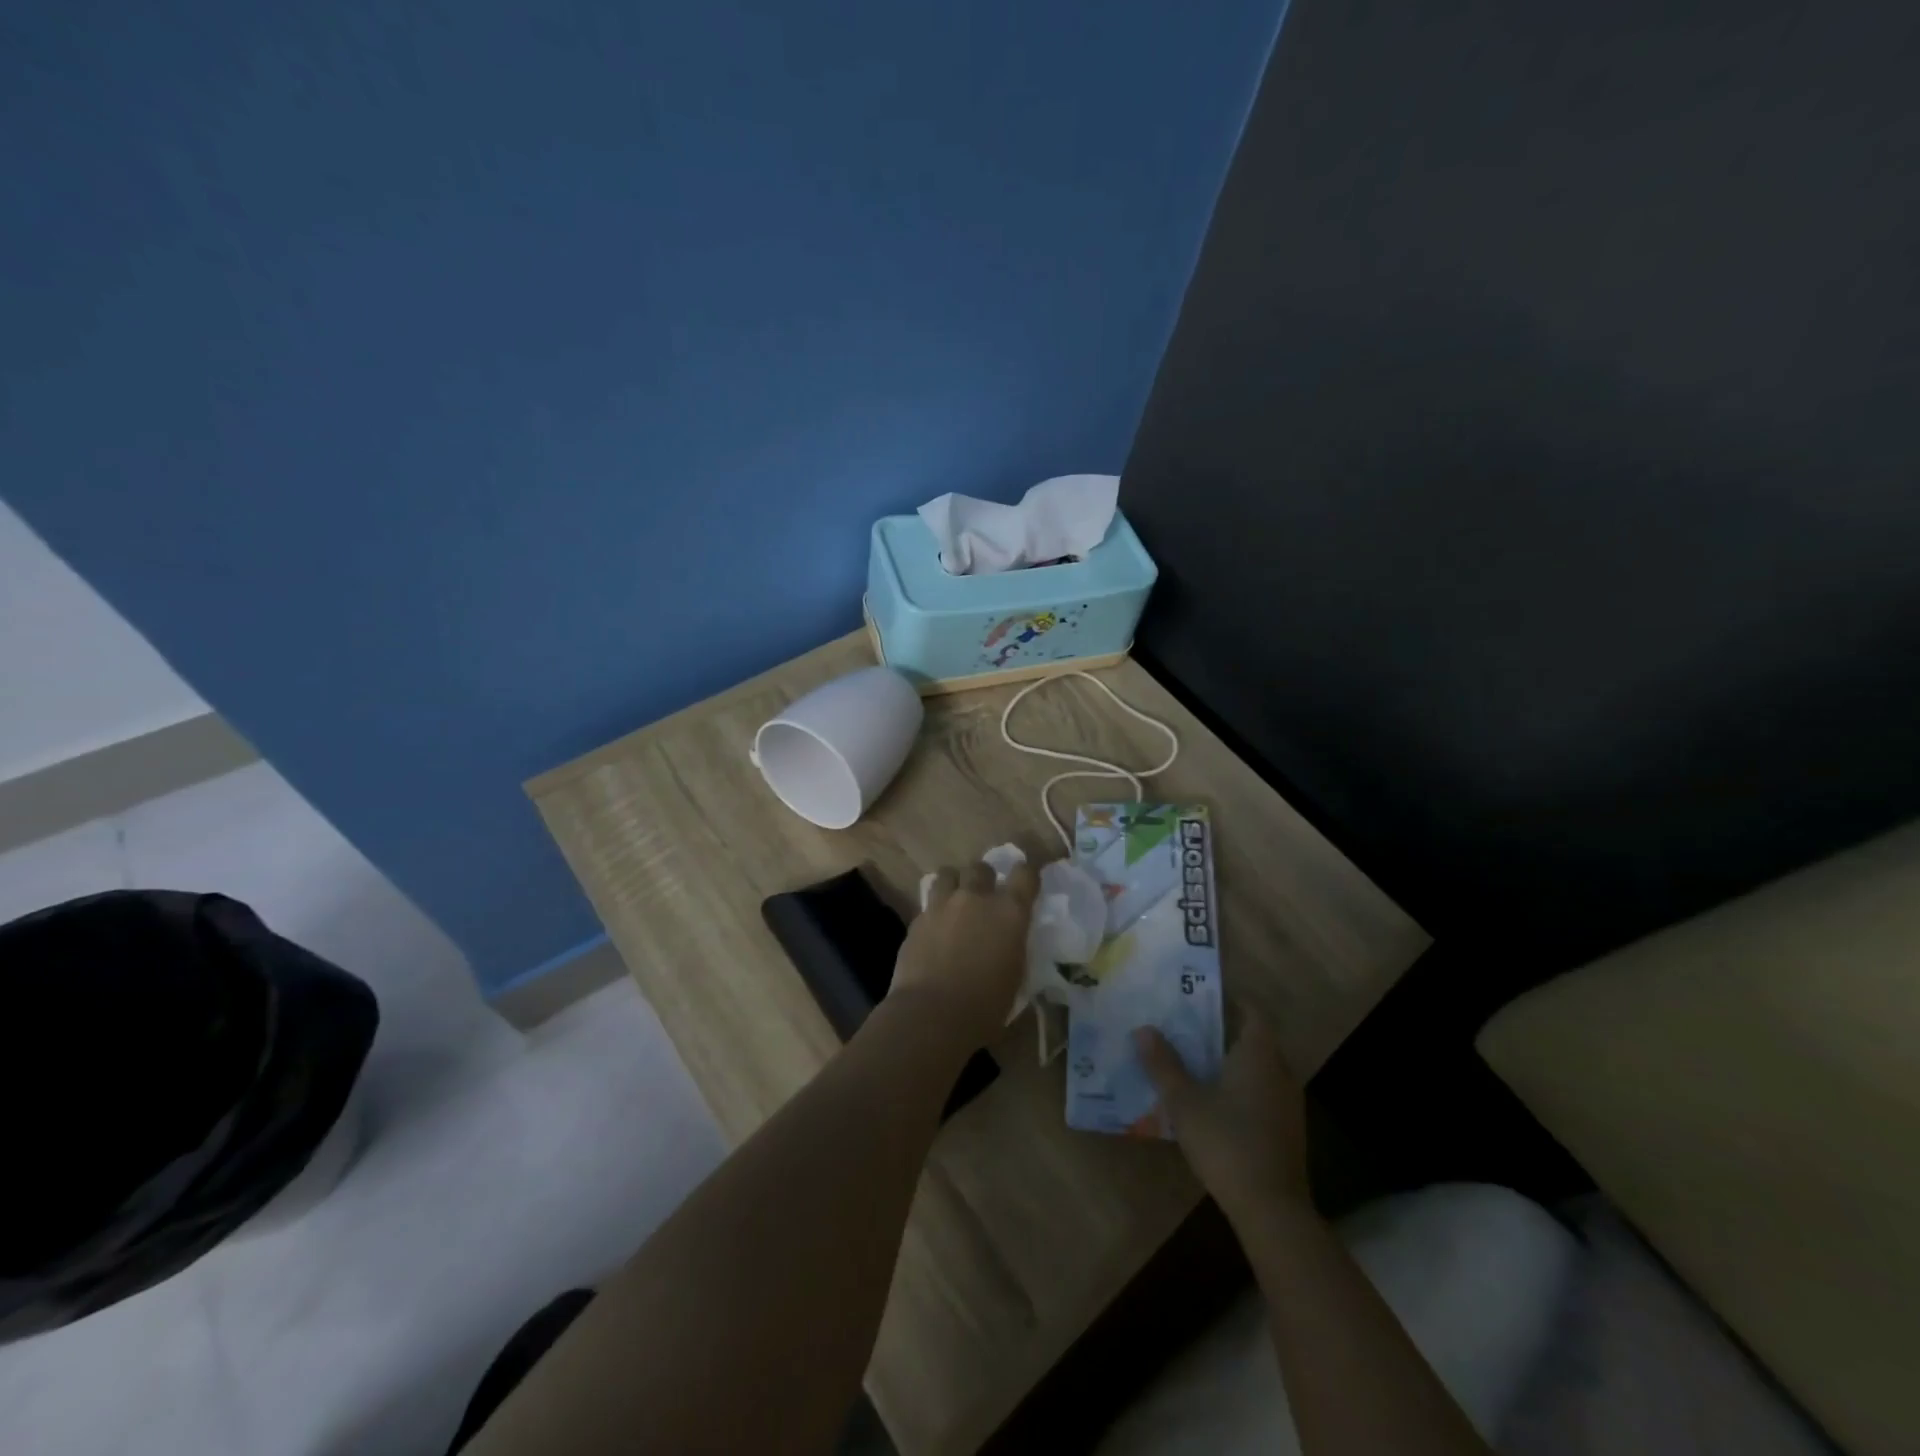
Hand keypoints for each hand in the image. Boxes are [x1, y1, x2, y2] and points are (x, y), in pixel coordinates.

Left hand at [891, 860, 1038, 1052]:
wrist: (932, 1014)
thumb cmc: (985, 1006)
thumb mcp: (1015, 976)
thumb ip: (1014, 948)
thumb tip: (1010, 942)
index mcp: (1009, 912)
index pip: (1025, 874)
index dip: (1027, 873)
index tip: (1026, 880)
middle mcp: (976, 899)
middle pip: (981, 868)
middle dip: (984, 877)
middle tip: (984, 896)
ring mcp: (943, 905)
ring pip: (948, 874)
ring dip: (955, 884)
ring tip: (955, 902)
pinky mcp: (917, 919)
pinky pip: (929, 903)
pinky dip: (935, 910)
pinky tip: (935, 929)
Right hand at [1134, 1011, 1311, 1221]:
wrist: (1271, 1209)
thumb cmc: (1226, 1142)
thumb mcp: (1184, 1101)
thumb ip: (1163, 1064)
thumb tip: (1143, 1029)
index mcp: (1259, 1055)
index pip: (1252, 1012)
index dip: (1230, 1001)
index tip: (1201, 996)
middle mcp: (1280, 1071)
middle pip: (1255, 1039)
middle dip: (1225, 1031)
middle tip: (1188, 1027)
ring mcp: (1287, 1103)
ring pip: (1260, 1068)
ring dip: (1232, 1061)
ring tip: (1195, 1061)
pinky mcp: (1287, 1130)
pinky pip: (1263, 1092)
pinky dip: (1242, 1087)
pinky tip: (1215, 1101)